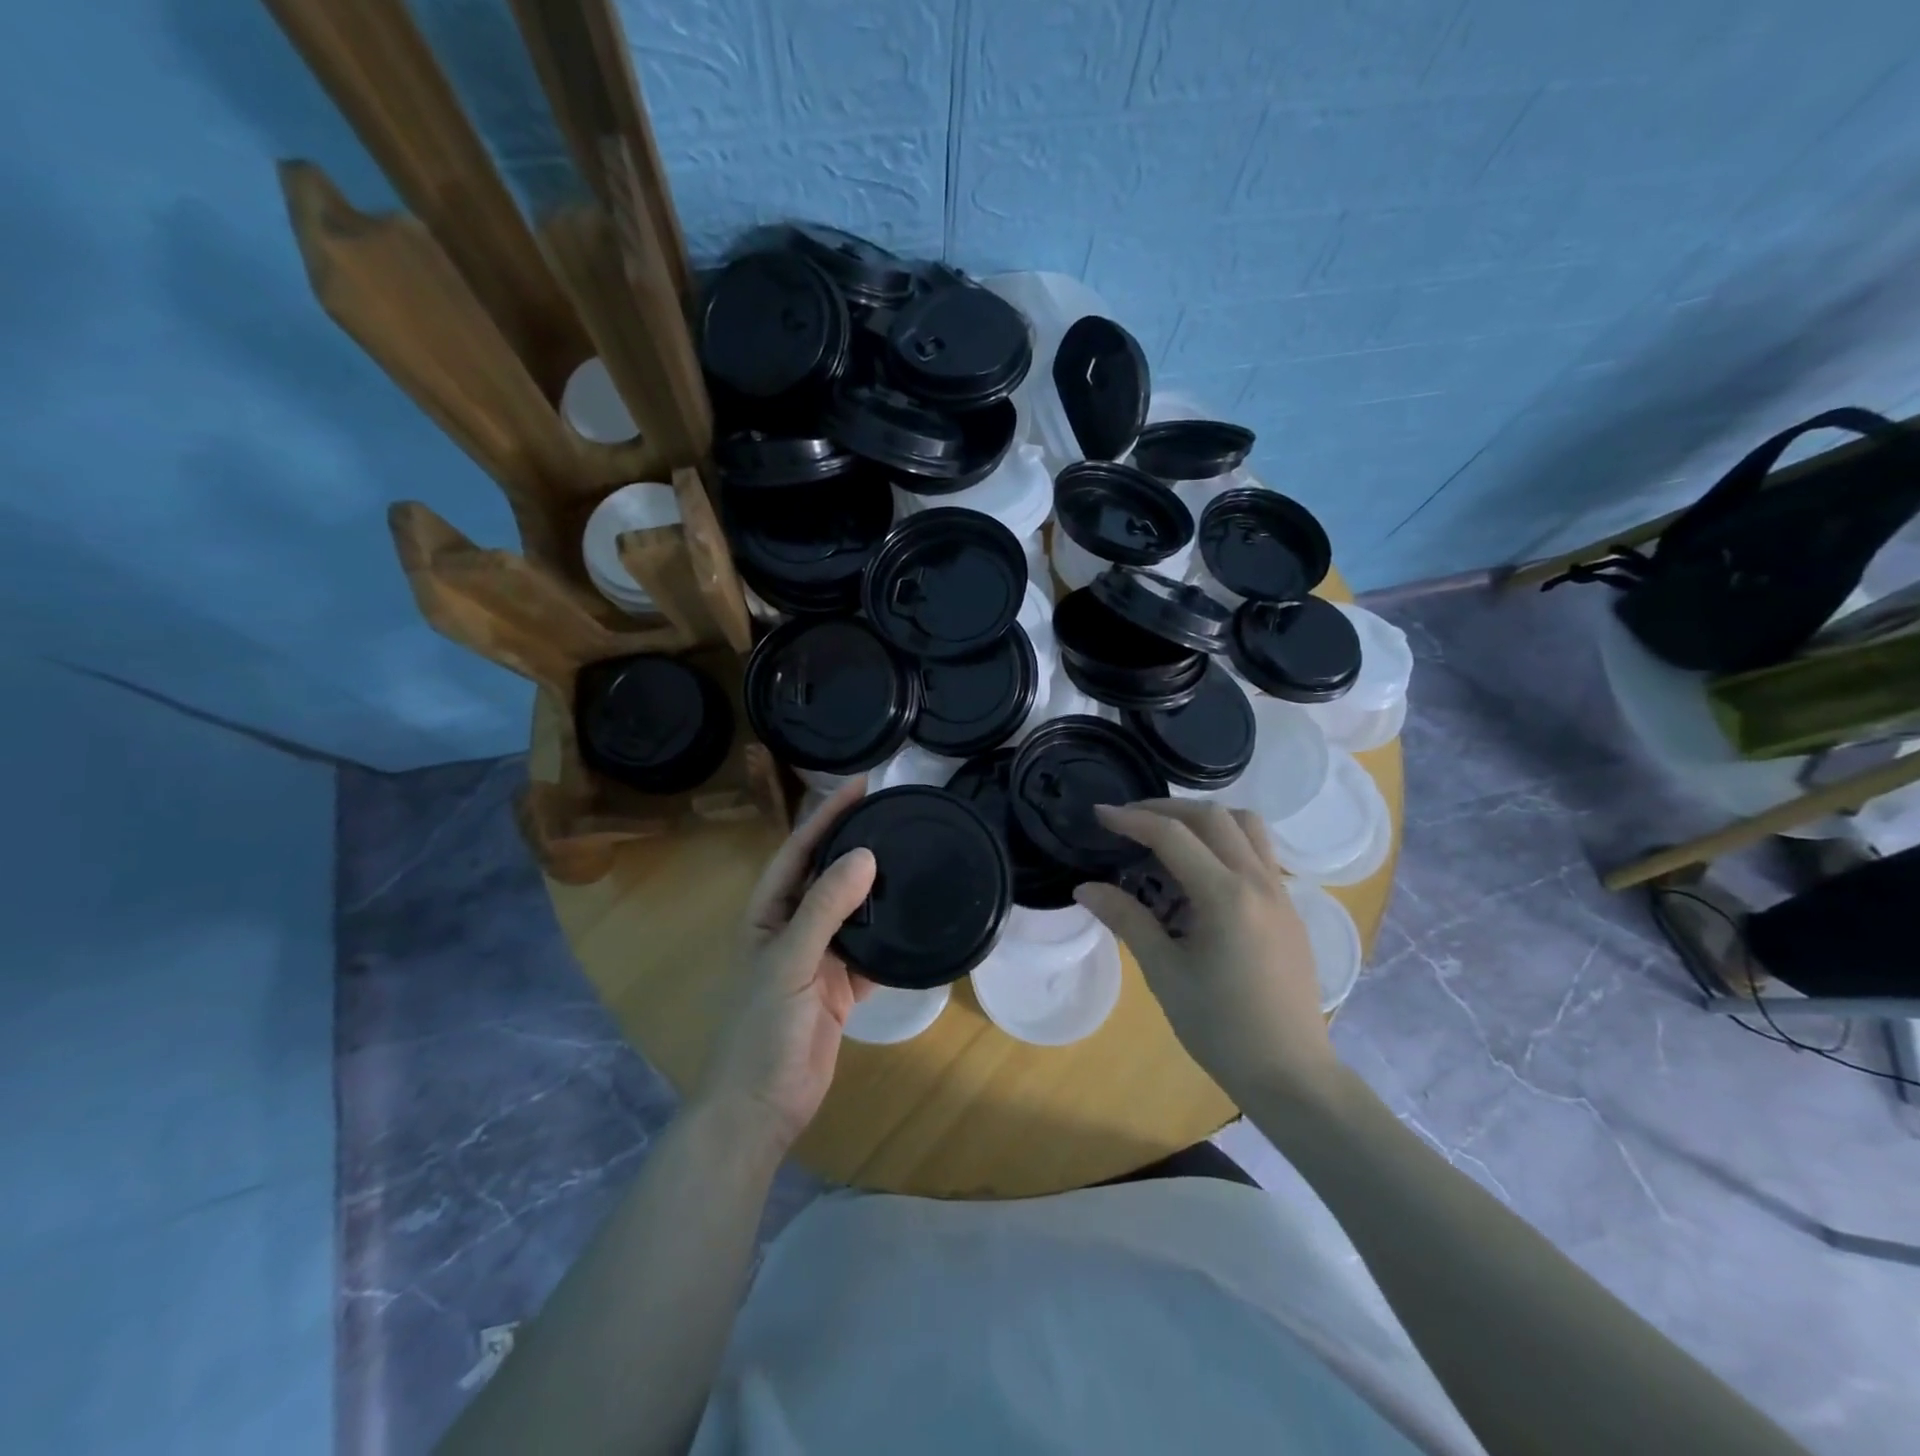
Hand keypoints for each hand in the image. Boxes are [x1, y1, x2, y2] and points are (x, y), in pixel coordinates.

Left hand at [697, 777, 877, 1152]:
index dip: (826, 817)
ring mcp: (818, 958)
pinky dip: (890, 938)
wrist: (761, 1107)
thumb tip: (865, 856)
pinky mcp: (841, 987)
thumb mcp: (789, 961)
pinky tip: (916, 920)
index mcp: (768, 913)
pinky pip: (870, 952)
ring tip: (912, 856)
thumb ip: (825, 908)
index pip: (800, 851)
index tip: (861, 787)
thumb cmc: (761, 1029)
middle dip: (855, 844)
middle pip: (827, 875)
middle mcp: (793, 928)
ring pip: (852, 912)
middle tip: (894, 814)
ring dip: (877, 889)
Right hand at [1074, 800, 1337, 1104]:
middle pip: (1213, 817)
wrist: (1291, 1074)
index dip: (1132, 819)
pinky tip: (1202, 872)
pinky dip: (1228, 841)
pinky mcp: (1290, 909)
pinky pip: (1260, 852)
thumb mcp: (1165, 973)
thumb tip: (1084, 888)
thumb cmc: (1220, 1028)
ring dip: (1205, 818)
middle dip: (1166, 809)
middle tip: (1129, 820)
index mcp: (1226, 896)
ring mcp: (1282, 893)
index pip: (1172, 835)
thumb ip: (1127, 920)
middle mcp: (1259, 882)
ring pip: (1247, 825)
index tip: (1100, 814)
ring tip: (1170, 836)